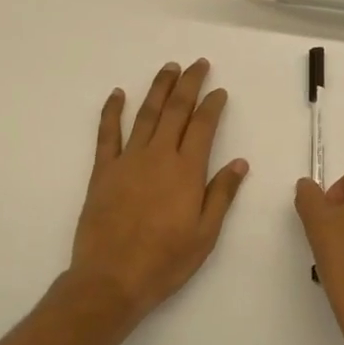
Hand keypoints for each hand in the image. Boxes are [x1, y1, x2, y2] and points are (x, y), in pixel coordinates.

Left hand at [68, 60, 249, 327]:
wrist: (111, 280)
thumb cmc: (165, 261)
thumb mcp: (205, 234)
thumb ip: (222, 194)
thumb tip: (240, 162)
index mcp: (187, 170)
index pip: (203, 125)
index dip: (213, 104)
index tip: (220, 91)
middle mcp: (159, 155)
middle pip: (176, 110)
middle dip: (189, 83)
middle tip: (197, 64)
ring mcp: (128, 160)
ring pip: (146, 113)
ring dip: (159, 88)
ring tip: (169, 68)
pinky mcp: (103, 170)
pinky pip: (107, 134)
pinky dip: (112, 111)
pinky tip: (118, 93)